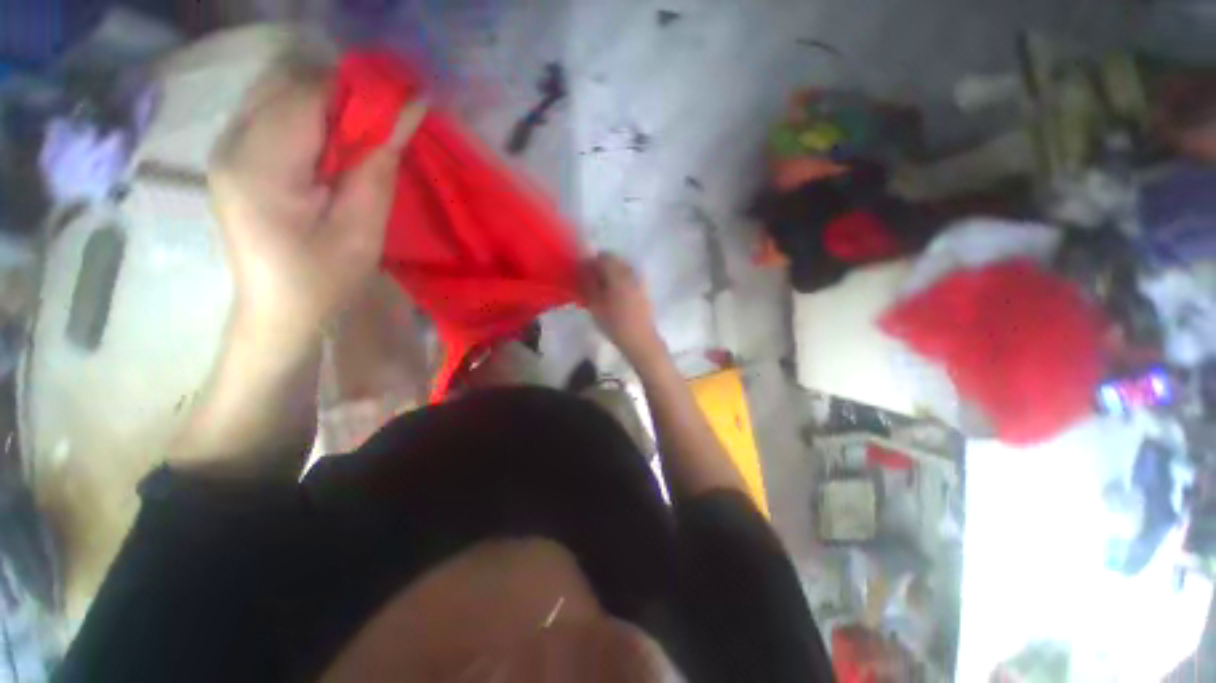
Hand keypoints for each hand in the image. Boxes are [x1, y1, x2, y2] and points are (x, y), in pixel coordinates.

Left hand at [209, 66, 425, 353]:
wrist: (279, 311)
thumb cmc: (324, 279)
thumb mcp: (361, 228)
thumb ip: (379, 164)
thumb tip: (409, 109)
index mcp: (259, 164)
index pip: (308, 95)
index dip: (359, 92)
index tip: (400, 108)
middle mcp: (232, 142)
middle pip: (290, 86)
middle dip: (344, 98)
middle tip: (382, 130)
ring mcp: (228, 147)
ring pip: (281, 96)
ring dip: (329, 109)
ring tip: (360, 143)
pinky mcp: (235, 157)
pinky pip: (274, 115)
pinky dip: (311, 120)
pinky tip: (332, 151)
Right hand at [580, 253, 664, 364]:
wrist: (640, 340)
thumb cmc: (615, 323)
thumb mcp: (595, 305)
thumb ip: (588, 284)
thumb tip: (583, 271)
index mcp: (618, 273)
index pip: (603, 256)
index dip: (590, 262)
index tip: (582, 275)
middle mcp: (631, 272)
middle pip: (614, 261)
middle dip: (601, 268)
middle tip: (590, 283)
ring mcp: (640, 280)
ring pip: (622, 269)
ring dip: (610, 275)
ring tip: (601, 291)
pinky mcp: (644, 290)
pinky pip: (629, 278)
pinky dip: (619, 282)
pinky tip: (613, 297)